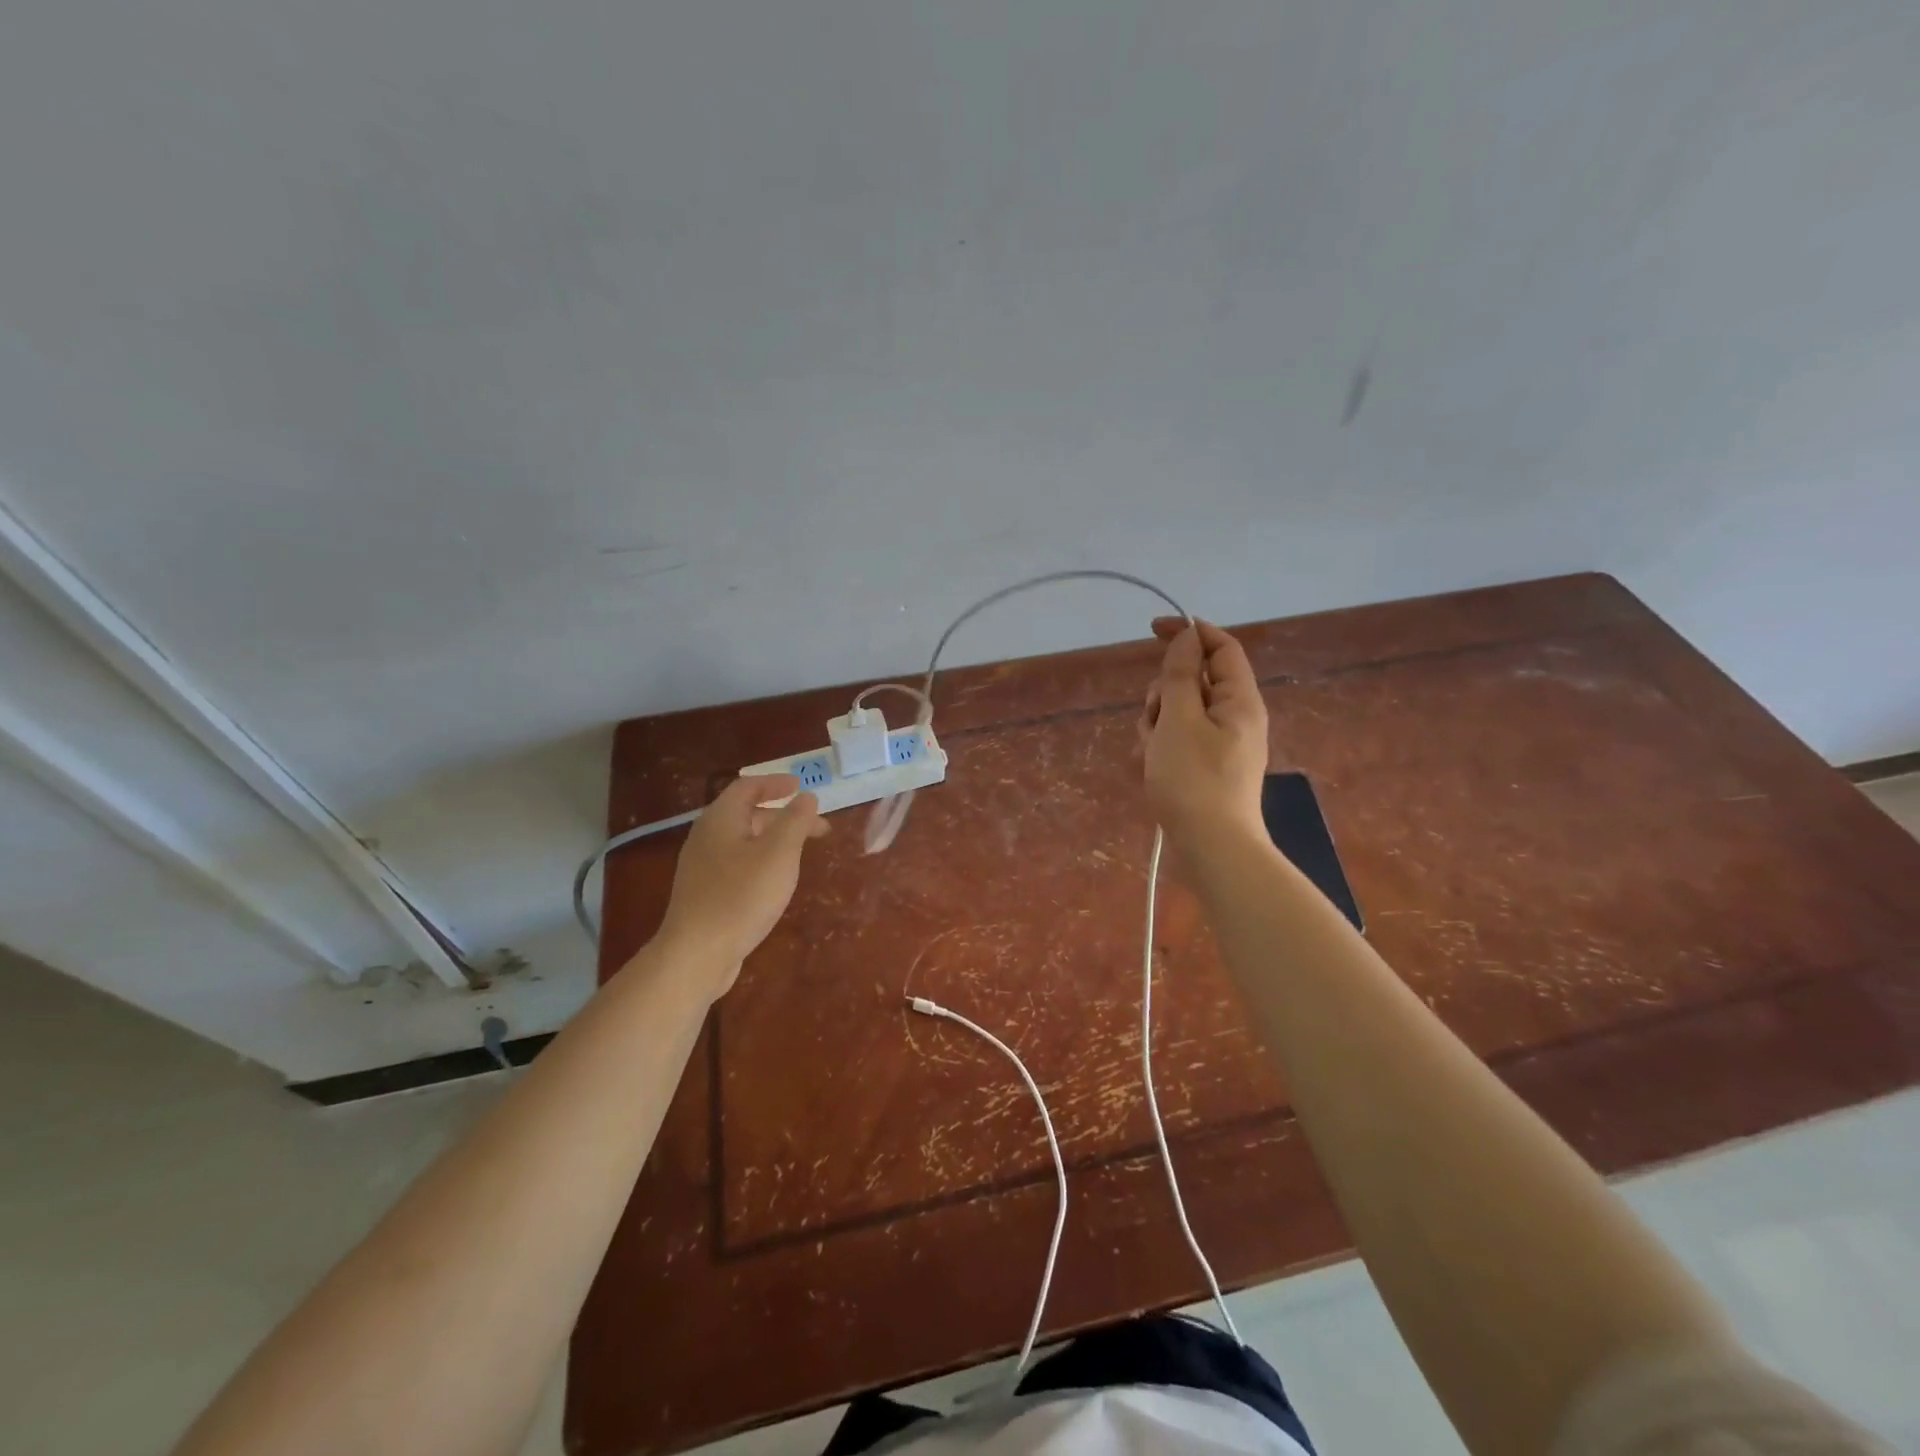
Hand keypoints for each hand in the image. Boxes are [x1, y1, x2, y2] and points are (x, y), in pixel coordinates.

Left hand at [654, 774, 827, 995]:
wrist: (697, 954)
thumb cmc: (742, 896)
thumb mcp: (779, 853)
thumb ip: (796, 821)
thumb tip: (806, 796)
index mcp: (721, 819)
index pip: (748, 787)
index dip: (776, 783)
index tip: (802, 788)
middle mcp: (706, 837)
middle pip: (747, 814)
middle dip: (784, 816)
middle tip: (817, 828)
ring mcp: (702, 867)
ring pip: (743, 841)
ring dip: (774, 840)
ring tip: (801, 854)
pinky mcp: (704, 892)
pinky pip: (737, 864)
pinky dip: (761, 860)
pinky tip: (775, 881)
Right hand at [1139, 619, 1269, 851]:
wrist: (1211, 849)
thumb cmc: (1193, 780)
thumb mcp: (1179, 719)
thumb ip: (1182, 674)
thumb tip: (1188, 636)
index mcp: (1240, 700)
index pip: (1221, 648)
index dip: (1190, 632)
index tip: (1153, 629)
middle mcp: (1235, 717)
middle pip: (1196, 680)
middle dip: (1165, 690)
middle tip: (1154, 716)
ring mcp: (1221, 744)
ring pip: (1181, 711)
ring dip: (1157, 721)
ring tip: (1151, 751)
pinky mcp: (1207, 767)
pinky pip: (1179, 739)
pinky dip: (1162, 744)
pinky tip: (1151, 765)